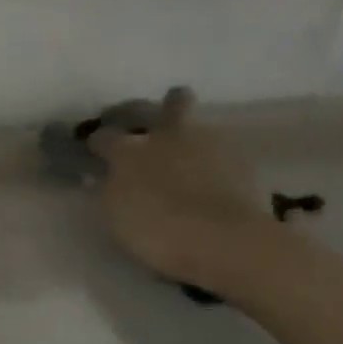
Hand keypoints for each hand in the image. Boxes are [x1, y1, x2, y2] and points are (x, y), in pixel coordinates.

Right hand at [90, 87, 275, 286]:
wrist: (223, 240)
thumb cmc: (157, 229)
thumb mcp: (116, 212)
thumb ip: (113, 187)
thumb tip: (112, 176)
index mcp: (129, 150)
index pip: (105, 137)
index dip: (99, 144)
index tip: (97, 153)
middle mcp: (169, 136)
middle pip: (173, 102)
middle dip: (168, 108)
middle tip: (162, 126)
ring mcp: (211, 145)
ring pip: (203, 128)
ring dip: (195, 141)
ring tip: (192, 167)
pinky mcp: (244, 165)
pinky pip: (226, 158)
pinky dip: (218, 169)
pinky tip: (215, 189)